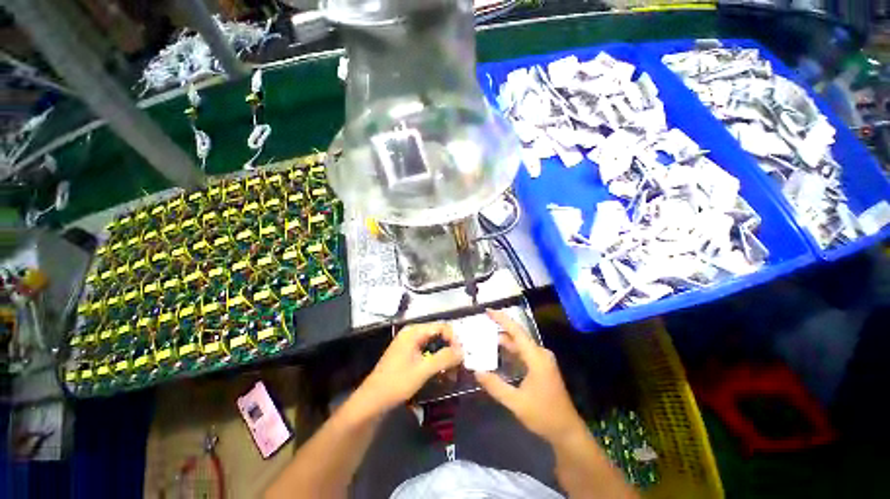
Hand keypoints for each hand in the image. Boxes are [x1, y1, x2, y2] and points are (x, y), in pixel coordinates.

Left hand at [358, 323, 462, 415]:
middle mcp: (413, 333)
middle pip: (438, 335)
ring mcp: (410, 343)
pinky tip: (442, 374)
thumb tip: (463, 351)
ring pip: (434, 345)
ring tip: (453, 374)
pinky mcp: (409, 354)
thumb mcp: (423, 370)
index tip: (462, 355)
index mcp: (414, 331)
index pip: (441, 327)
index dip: (454, 339)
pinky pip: (428, 352)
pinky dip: (436, 361)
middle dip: (450, 349)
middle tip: (459, 365)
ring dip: (444, 357)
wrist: (373, 400)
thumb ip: (444, 358)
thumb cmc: (397, 382)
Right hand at [475, 310, 584, 443]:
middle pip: (517, 335)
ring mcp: (542, 360)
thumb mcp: (516, 403)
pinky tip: (498, 351)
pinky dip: (510, 349)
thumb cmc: (544, 415)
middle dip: (500, 328)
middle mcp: (540, 354)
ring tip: (485, 336)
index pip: (517, 332)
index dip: (502, 319)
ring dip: (504, 340)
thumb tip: (476, 371)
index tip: (488, 311)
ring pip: (520, 344)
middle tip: (481, 325)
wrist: (567, 431)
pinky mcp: (541, 366)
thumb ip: (495, 386)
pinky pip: (523, 352)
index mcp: (536, 358)